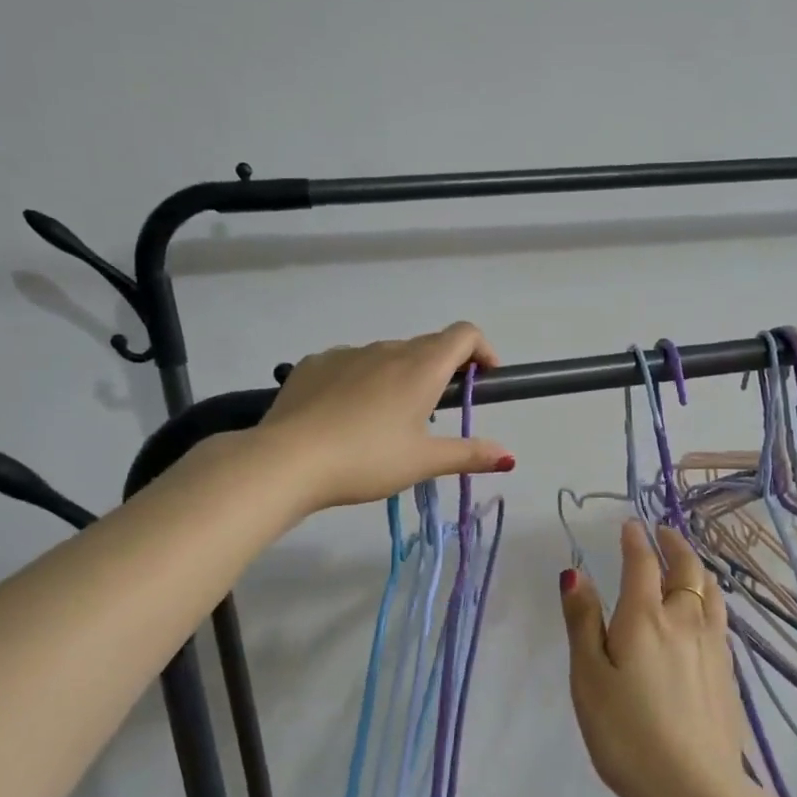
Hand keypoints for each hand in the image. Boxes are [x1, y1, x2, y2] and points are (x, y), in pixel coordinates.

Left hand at [259, 323, 513, 510]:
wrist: (287, 460)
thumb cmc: (367, 459)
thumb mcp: (423, 462)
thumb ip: (469, 454)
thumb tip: (509, 457)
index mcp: (420, 367)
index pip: (464, 334)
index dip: (482, 349)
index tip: (483, 379)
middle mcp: (387, 350)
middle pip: (426, 346)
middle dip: (441, 371)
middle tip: (436, 413)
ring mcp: (347, 353)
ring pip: (387, 356)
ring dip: (400, 377)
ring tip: (386, 421)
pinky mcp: (314, 364)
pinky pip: (350, 364)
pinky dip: (361, 380)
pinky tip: (346, 415)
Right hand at [559, 521, 747, 796]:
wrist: (695, 789)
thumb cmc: (627, 733)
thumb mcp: (588, 678)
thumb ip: (583, 622)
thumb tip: (576, 573)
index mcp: (645, 617)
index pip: (643, 563)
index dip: (635, 540)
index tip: (631, 525)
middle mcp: (685, 620)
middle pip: (686, 568)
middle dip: (673, 544)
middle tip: (662, 532)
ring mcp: (713, 645)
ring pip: (711, 590)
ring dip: (697, 567)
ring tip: (687, 564)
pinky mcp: (729, 671)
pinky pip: (720, 616)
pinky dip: (710, 597)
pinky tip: (705, 612)